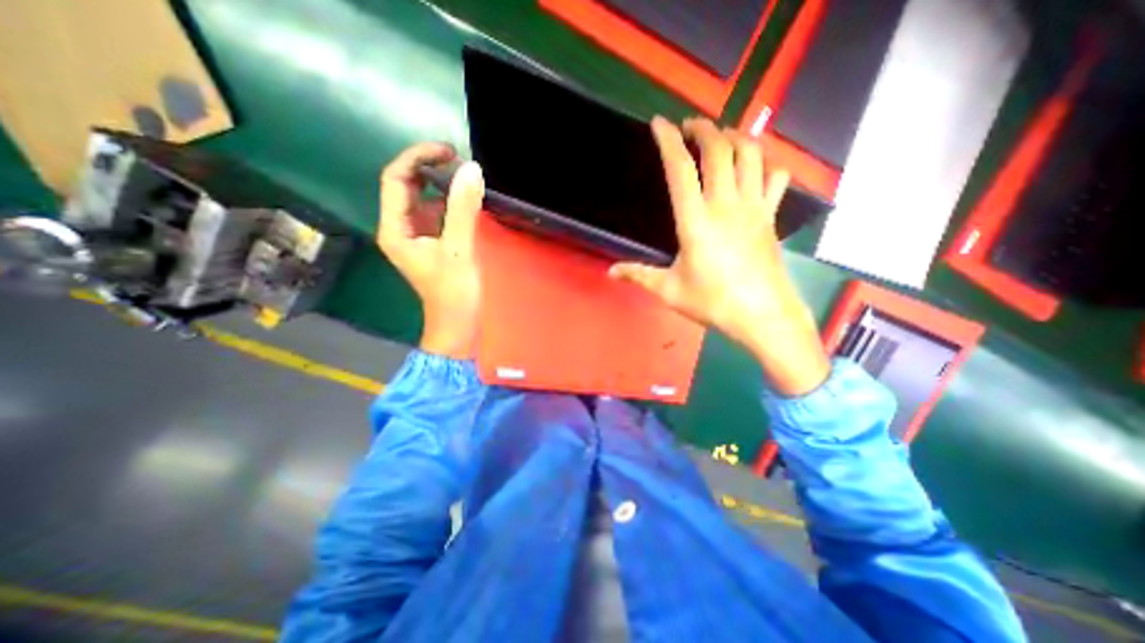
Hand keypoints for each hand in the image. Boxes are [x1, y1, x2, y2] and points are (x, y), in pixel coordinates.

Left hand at [379, 141, 478, 359]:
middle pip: (407, 186)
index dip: (418, 158)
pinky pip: (438, 214)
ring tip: (468, 179)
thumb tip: (471, 169)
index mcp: (395, 228)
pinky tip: (468, 202)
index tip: (448, 151)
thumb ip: (464, 209)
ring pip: (424, 199)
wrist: (458, 324)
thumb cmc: (454, 292)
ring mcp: (418, 236)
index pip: (396, 179)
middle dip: (430, 169)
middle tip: (461, 163)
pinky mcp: (434, 243)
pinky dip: (451, 203)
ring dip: (443, 186)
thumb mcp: (459, 249)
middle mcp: (401, 228)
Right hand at [608, 116, 833, 393]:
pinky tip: (755, 167)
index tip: (659, 123)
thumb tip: (611, 272)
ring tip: (720, 138)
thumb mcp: (669, 290)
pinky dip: (766, 163)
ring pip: (751, 154)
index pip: (680, 168)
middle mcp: (725, 204)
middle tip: (689, 126)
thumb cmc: (713, 302)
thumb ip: (638, 275)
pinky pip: (775, 177)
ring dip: (734, 137)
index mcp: (695, 220)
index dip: (667, 140)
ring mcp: (753, 207)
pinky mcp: (771, 216)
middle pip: (718, 149)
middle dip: (703, 128)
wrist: (762, 314)